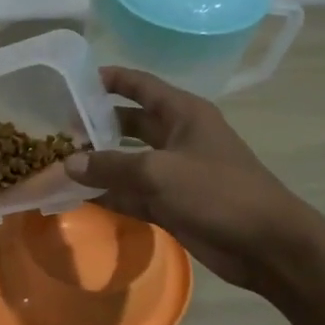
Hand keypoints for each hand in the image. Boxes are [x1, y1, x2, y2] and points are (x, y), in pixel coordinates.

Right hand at [63, 67, 305, 290]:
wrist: (265, 245)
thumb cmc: (218, 193)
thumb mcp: (159, 172)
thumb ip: (111, 166)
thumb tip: (68, 163)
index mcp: (184, 114)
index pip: (141, 85)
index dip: (110, 79)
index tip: (74, 80)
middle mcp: (178, 137)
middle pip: (130, 123)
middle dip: (97, 124)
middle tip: (59, 129)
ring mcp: (174, 173)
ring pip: (128, 161)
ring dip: (99, 163)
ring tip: (59, 162)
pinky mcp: (171, 204)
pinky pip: (132, 194)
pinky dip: (109, 194)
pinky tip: (79, 196)